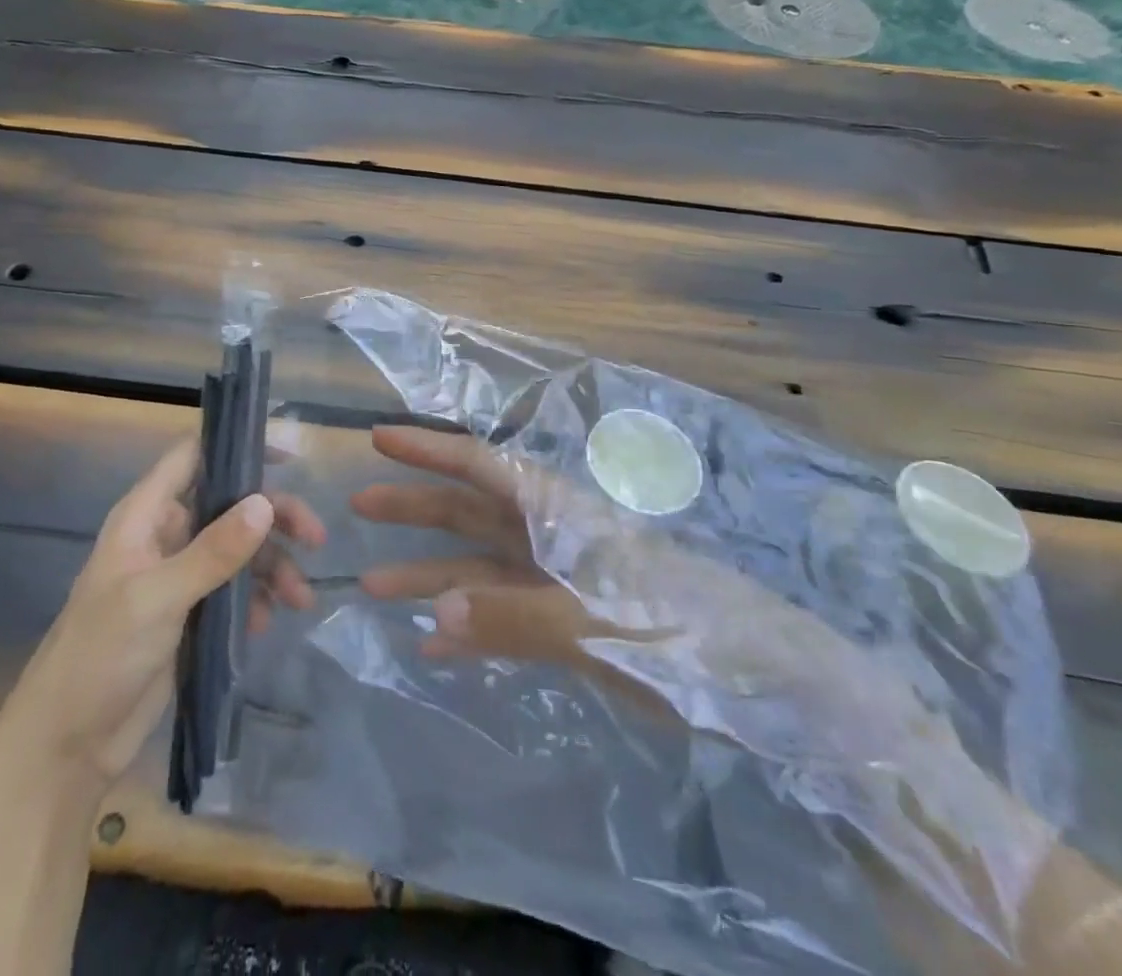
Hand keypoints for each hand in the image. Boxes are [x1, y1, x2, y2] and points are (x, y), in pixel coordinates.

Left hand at [11, 437, 325, 798]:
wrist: (68, 744)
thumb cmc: (101, 655)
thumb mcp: (158, 597)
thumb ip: (214, 550)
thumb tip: (266, 503)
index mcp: (146, 515)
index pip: (194, 457)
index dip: (237, 448)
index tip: (288, 460)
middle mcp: (165, 535)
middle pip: (230, 505)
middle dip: (274, 519)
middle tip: (316, 539)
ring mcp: (179, 575)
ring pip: (239, 549)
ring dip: (273, 566)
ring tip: (301, 599)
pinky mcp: (190, 613)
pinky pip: (234, 589)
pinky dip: (257, 598)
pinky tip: (267, 621)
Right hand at [353, 424, 946, 747]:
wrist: (764, 684)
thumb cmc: (684, 635)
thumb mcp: (599, 625)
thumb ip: (517, 617)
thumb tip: (434, 610)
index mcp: (557, 514)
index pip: (481, 467)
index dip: (428, 450)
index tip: (378, 437)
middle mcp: (549, 535)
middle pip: (469, 510)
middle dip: (414, 506)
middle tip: (356, 506)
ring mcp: (554, 579)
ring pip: (477, 565)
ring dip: (427, 573)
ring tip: (370, 586)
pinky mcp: (566, 621)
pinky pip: (499, 614)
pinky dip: (464, 626)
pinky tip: (430, 644)